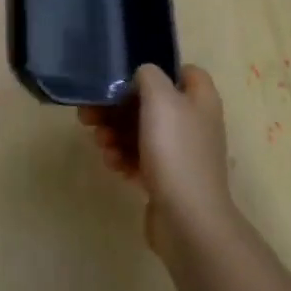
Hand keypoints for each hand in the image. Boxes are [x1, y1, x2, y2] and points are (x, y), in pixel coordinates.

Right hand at [80, 63, 235, 258]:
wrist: (188, 219)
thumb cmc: (175, 151)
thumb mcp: (160, 99)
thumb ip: (149, 76)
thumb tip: (143, 75)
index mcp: (200, 100)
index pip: (186, 72)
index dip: (158, 70)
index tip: (127, 77)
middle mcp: (193, 124)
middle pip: (152, 104)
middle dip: (118, 108)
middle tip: (91, 114)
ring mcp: (181, 154)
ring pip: (141, 132)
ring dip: (115, 134)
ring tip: (100, 143)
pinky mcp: (167, 179)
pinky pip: (139, 159)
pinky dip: (123, 158)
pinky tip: (112, 164)